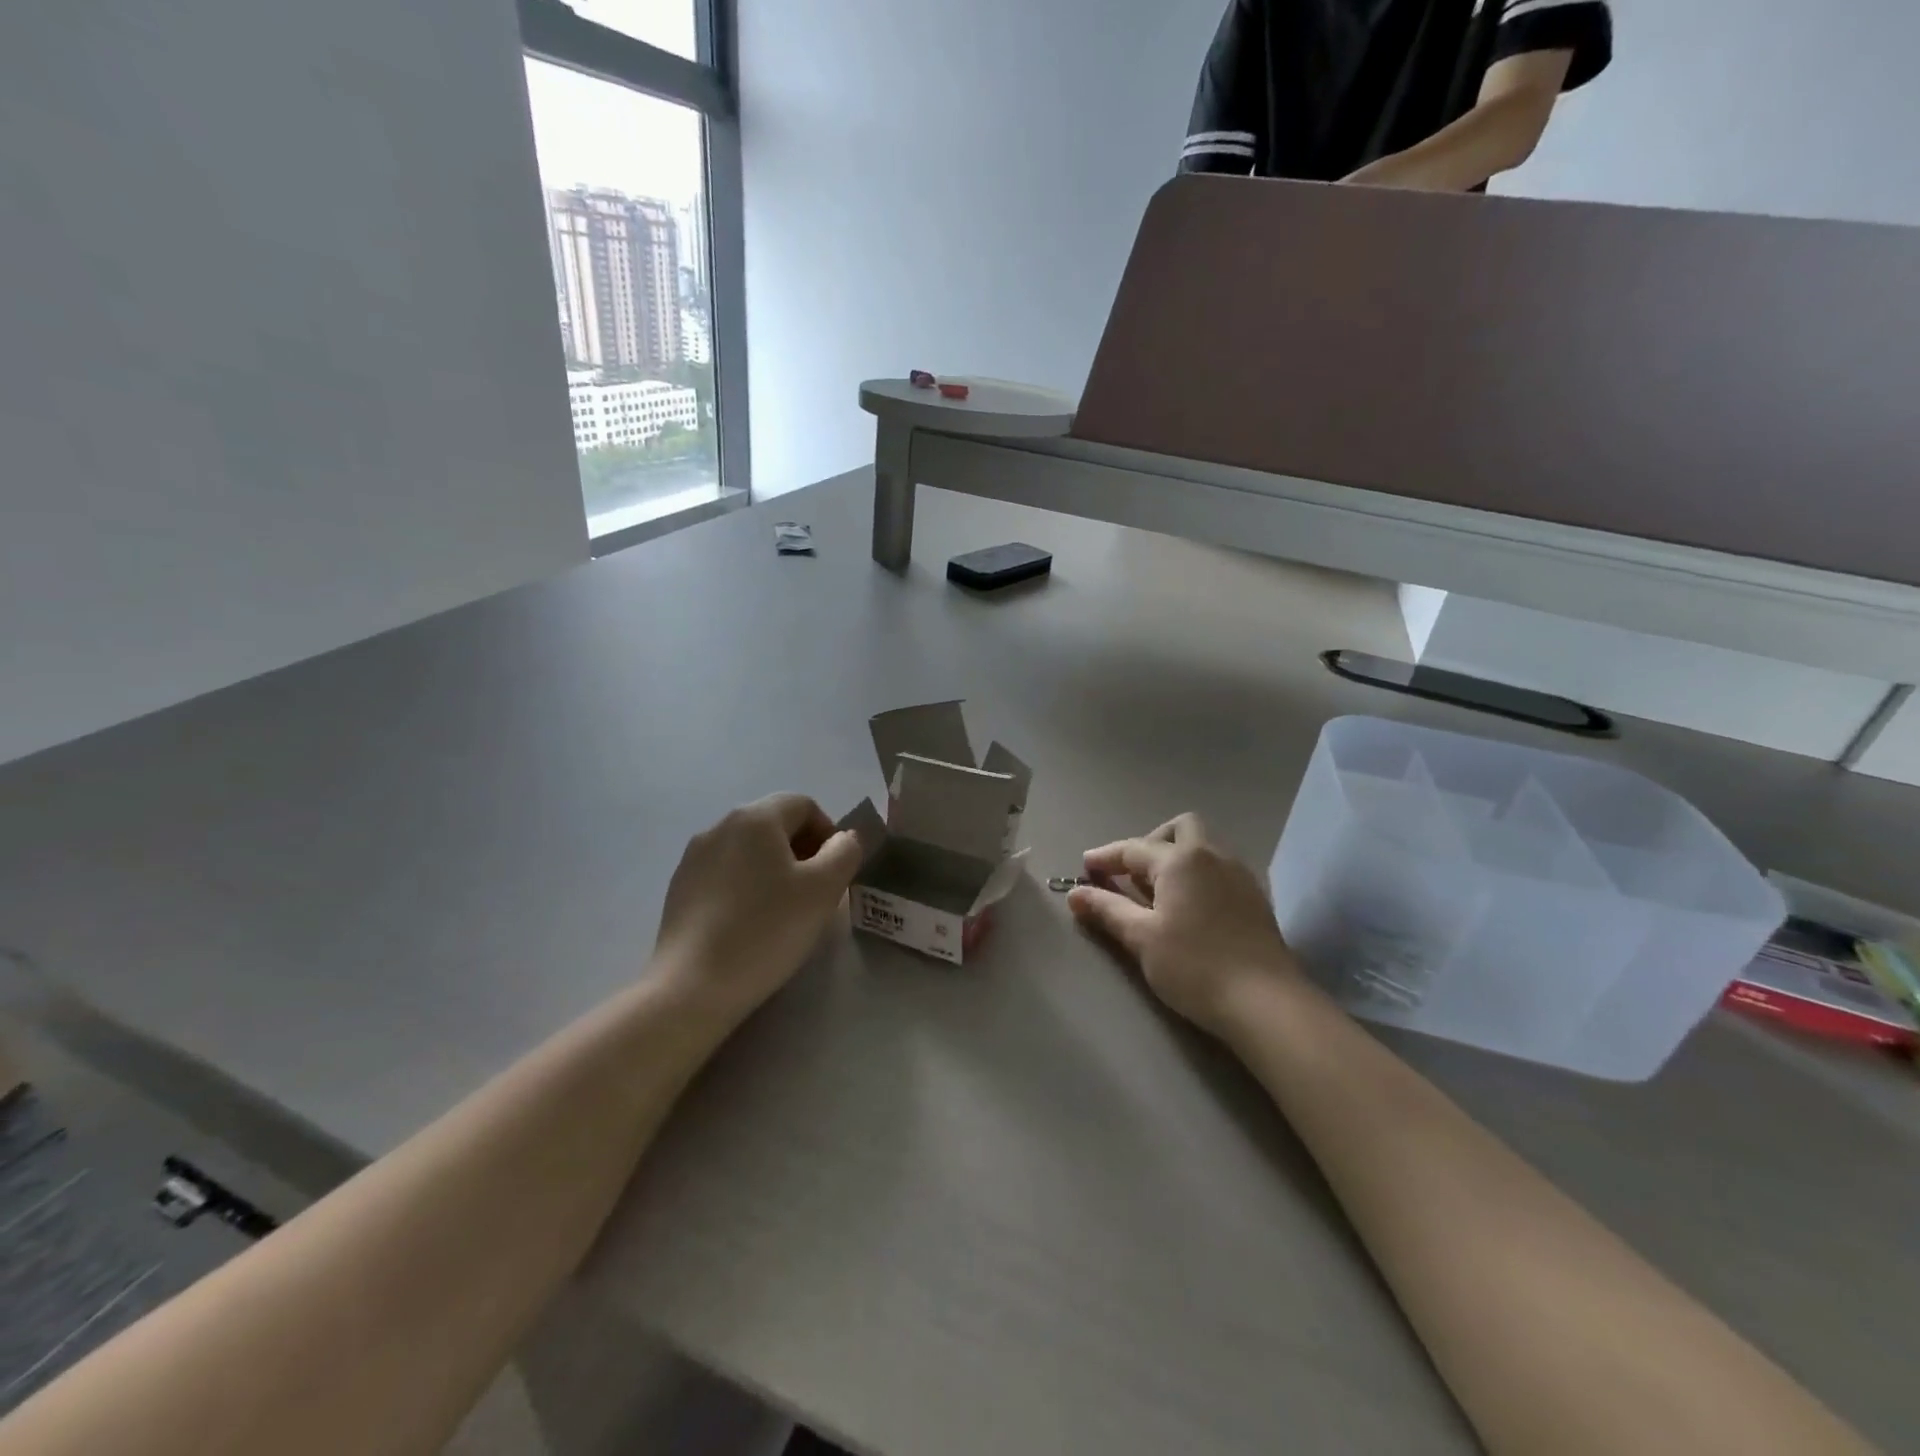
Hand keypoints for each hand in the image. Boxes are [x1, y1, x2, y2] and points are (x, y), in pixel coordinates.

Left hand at [653, 793, 863, 1024]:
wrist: (693, 986)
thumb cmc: (767, 929)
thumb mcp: (824, 889)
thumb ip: (845, 852)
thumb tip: (844, 839)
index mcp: (756, 817)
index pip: (805, 805)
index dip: (829, 833)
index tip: (835, 873)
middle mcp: (720, 825)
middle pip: (775, 824)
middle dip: (802, 851)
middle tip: (815, 893)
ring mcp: (694, 856)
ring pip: (749, 850)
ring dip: (774, 869)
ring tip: (783, 911)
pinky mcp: (680, 887)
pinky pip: (725, 873)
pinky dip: (746, 887)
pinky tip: (749, 924)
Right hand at [1067, 814, 1300, 1034]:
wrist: (1265, 1002)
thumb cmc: (1194, 966)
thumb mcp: (1141, 938)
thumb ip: (1107, 909)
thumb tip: (1075, 893)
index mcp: (1180, 859)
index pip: (1133, 848)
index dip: (1105, 857)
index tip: (1084, 868)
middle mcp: (1212, 855)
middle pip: (1179, 829)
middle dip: (1150, 843)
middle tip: (1131, 875)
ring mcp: (1239, 874)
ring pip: (1203, 847)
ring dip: (1176, 858)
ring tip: (1157, 894)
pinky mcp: (1256, 898)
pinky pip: (1219, 869)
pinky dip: (1198, 875)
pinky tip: (1189, 907)